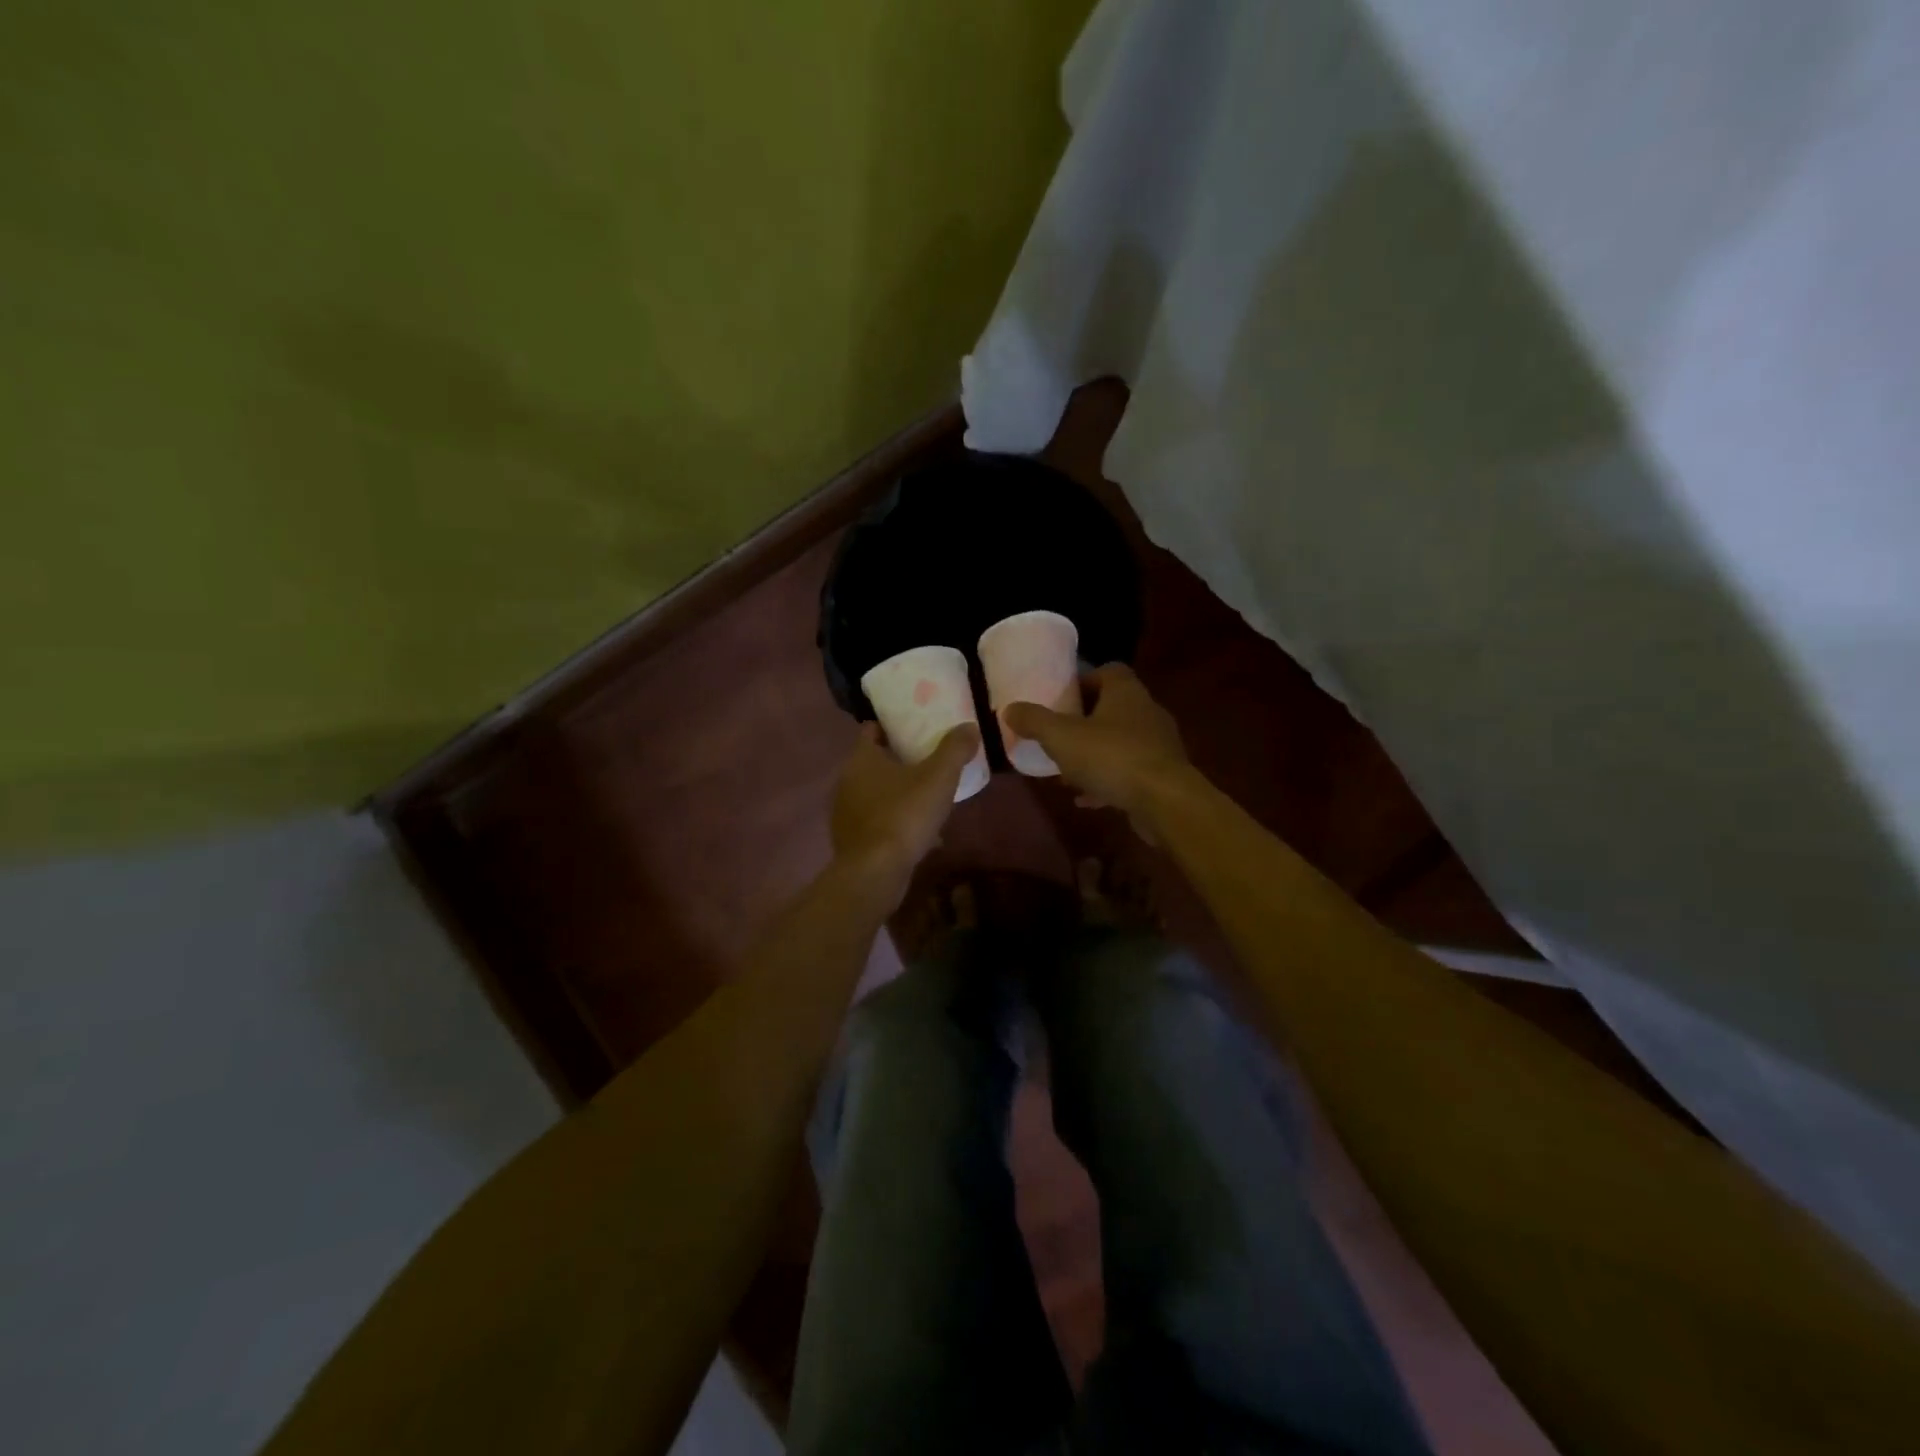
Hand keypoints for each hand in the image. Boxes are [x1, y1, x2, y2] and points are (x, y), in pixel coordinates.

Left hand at [830, 721, 978, 883]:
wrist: (875, 872)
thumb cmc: (904, 815)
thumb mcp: (938, 778)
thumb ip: (954, 749)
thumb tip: (969, 726)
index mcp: (862, 758)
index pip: (871, 730)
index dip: (892, 726)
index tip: (915, 727)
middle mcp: (846, 780)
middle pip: (873, 761)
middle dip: (898, 760)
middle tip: (928, 760)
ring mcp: (844, 812)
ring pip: (874, 793)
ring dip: (896, 793)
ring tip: (926, 797)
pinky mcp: (850, 839)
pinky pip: (875, 821)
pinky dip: (893, 821)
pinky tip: (917, 833)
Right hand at [1002, 664, 1191, 835]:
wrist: (1165, 801)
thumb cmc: (1112, 757)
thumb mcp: (1061, 737)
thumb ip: (1034, 721)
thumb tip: (1009, 709)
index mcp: (1126, 692)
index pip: (1107, 671)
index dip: (1083, 681)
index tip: (1062, 698)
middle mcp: (1147, 711)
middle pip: (1113, 707)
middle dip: (1085, 721)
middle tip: (1059, 735)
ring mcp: (1158, 745)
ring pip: (1120, 742)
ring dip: (1095, 754)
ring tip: (1068, 771)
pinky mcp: (1163, 775)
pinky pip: (1129, 772)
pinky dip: (1108, 782)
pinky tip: (1086, 799)